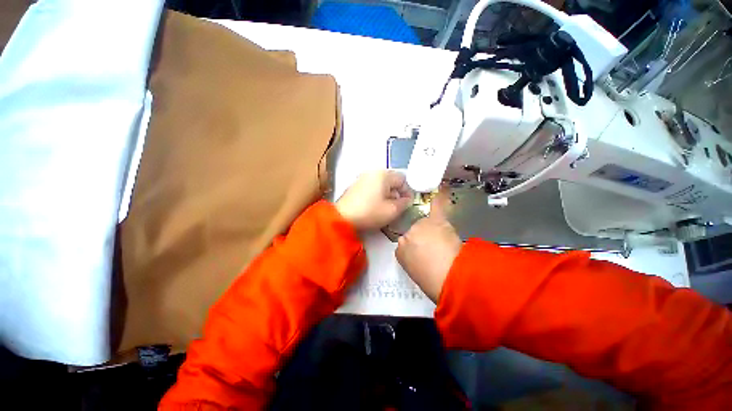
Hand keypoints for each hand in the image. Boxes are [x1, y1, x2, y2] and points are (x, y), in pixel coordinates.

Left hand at [336, 170, 412, 230]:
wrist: (343, 217)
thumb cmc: (370, 213)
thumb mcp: (392, 210)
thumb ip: (404, 203)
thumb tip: (407, 199)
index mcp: (384, 175)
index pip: (403, 179)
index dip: (407, 191)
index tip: (407, 203)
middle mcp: (373, 172)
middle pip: (392, 179)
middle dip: (397, 192)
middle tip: (397, 205)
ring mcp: (362, 177)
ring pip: (382, 183)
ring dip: (387, 193)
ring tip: (386, 206)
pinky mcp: (356, 184)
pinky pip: (372, 185)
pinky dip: (377, 193)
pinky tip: (375, 205)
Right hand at [396, 189, 461, 302]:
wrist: (448, 278)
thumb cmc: (433, 282)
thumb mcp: (417, 275)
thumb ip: (414, 261)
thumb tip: (420, 253)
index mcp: (400, 252)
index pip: (405, 245)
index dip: (417, 250)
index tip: (425, 255)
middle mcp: (406, 236)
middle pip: (416, 233)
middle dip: (424, 239)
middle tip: (437, 252)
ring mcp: (420, 227)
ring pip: (427, 225)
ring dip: (434, 232)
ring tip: (445, 246)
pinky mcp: (435, 222)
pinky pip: (436, 206)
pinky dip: (440, 198)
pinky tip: (442, 189)